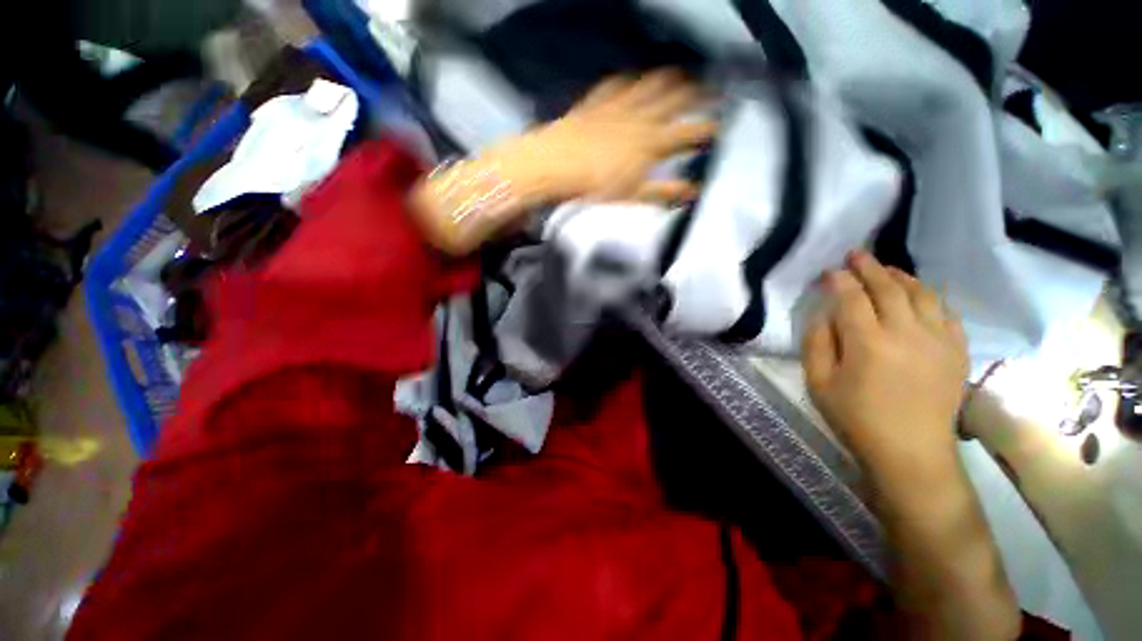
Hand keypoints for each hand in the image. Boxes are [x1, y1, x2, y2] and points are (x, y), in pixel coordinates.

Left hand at [519, 69, 716, 201]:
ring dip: (668, 78)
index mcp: (652, 142)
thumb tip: (691, 192)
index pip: (689, 132)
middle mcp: (641, 117)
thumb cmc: (596, 184)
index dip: (707, 128)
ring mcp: (619, 105)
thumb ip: (664, 191)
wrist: (557, 165)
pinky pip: (617, 84)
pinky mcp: (598, 102)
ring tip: (680, 75)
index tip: (719, 127)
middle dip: (697, 93)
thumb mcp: (633, 194)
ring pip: (651, 83)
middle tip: (709, 90)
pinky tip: (631, 79)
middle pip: (676, 98)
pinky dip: (628, 80)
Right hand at [802, 251, 968, 476]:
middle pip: (888, 288)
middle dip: (869, 267)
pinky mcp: (957, 350)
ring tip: (886, 269)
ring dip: (901, 276)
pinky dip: (930, 297)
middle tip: (856, 254)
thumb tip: (823, 314)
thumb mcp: (819, 383)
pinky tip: (919, 295)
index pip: (852, 297)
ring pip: (921, 294)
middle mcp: (907, 333)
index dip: (839, 280)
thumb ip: (816, 343)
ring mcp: (938, 340)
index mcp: (868, 343)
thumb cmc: (856, 418)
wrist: (912, 452)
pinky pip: (946, 312)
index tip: (830, 270)